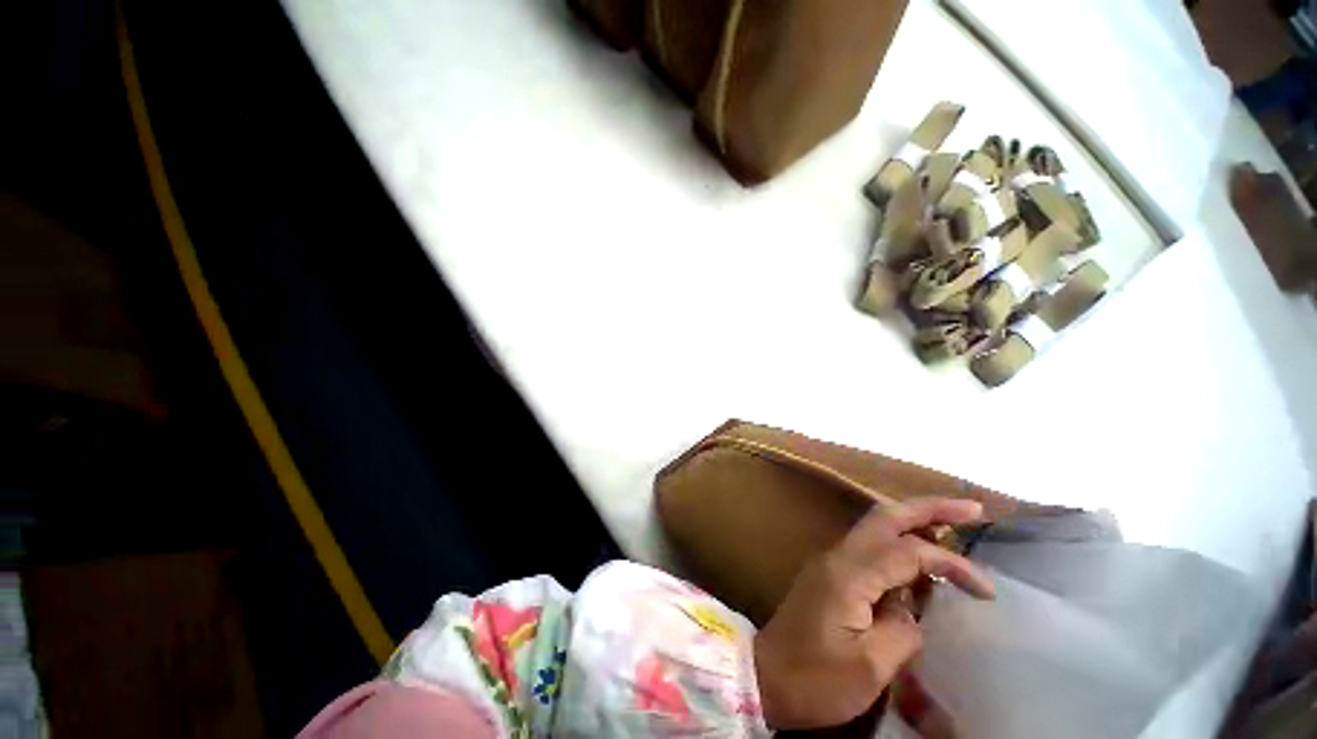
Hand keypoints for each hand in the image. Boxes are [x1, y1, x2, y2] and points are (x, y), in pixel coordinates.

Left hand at [753, 498, 993, 731]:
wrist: (764, 676)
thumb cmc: (814, 678)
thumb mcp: (869, 667)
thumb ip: (902, 631)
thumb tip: (913, 611)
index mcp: (849, 574)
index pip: (907, 551)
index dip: (950, 562)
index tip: (986, 590)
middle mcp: (838, 556)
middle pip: (885, 517)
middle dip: (929, 508)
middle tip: (973, 508)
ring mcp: (831, 562)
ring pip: (875, 528)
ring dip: (913, 522)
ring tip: (952, 528)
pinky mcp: (830, 575)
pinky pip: (869, 549)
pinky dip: (898, 546)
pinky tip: (918, 562)